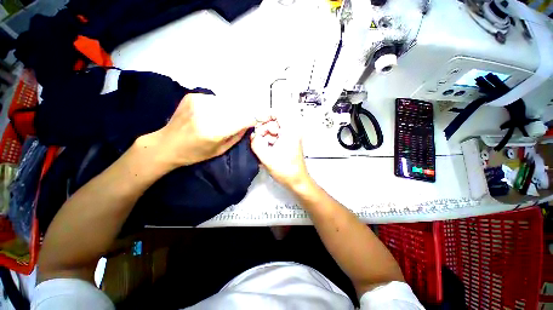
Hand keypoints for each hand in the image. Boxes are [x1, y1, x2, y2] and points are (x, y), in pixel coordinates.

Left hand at [139, 93, 255, 168]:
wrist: (166, 144)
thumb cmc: (195, 153)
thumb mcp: (221, 150)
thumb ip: (238, 135)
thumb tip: (250, 123)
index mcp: (214, 130)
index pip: (243, 118)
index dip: (256, 116)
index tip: (265, 116)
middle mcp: (207, 112)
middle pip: (237, 107)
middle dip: (245, 113)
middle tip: (246, 119)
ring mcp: (199, 101)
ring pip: (228, 102)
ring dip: (232, 109)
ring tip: (227, 118)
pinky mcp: (193, 96)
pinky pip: (216, 99)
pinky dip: (220, 106)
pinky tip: (213, 114)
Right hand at [251, 115, 309, 188]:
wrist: (297, 181)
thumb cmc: (285, 170)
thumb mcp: (266, 157)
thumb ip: (256, 143)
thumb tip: (253, 135)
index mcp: (289, 132)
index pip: (278, 114)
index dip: (265, 116)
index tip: (256, 123)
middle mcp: (292, 132)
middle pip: (275, 122)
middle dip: (264, 129)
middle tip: (257, 139)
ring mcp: (291, 138)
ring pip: (275, 130)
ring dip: (266, 136)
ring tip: (261, 146)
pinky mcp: (290, 144)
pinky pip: (278, 137)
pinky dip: (270, 141)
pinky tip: (266, 149)